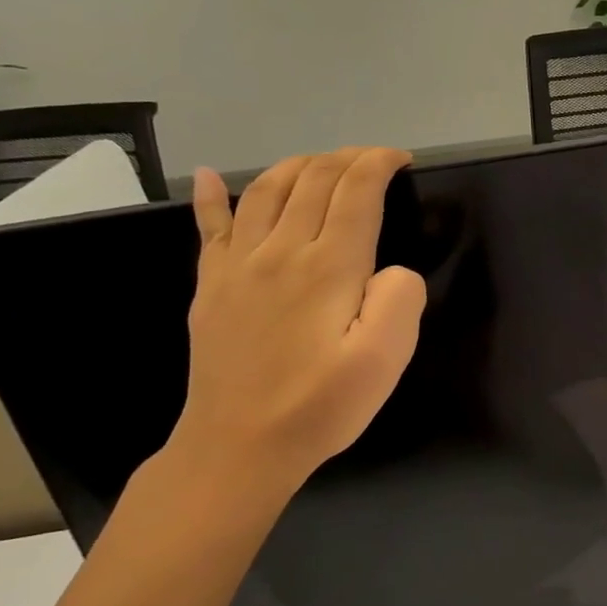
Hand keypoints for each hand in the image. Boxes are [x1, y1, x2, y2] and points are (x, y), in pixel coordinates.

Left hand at [171, 147, 425, 496]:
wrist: (239, 447)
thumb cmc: (322, 405)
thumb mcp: (385, 359)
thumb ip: (400, 299)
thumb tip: (391, 268)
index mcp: (329, 266)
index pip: (356, 192)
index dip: (379, 164)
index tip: (401, 159)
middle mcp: (281, 251)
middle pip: (313, 181)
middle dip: (347, 158)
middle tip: (373, 159)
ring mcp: (239, 266)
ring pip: (266, 190)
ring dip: (298, 165)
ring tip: (322, 162)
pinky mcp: (213, 286)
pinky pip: (209, 226)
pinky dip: (210, 195)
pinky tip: (205, 176)